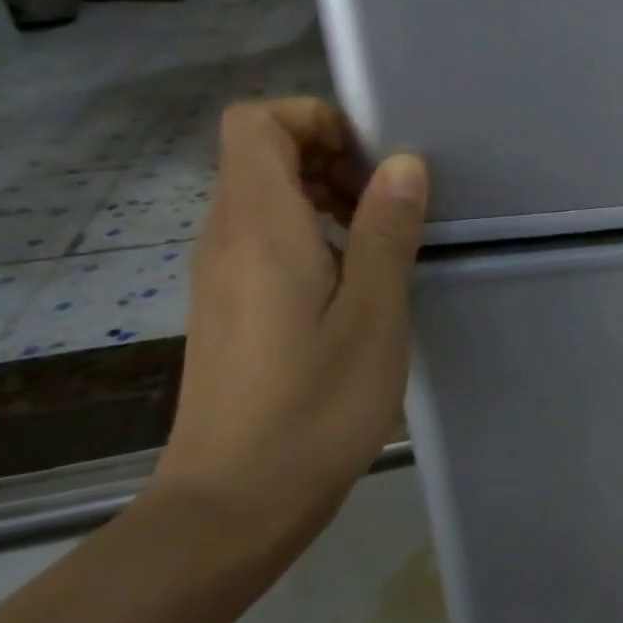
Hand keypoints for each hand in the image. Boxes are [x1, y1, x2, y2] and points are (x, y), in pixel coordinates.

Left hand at [151, 98, 427, 560]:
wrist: (234, 504)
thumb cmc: (315, 405)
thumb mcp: (373, 314)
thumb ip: (387, 230)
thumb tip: (403, 163)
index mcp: (259, 228)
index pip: (256, 122)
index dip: (314, 119)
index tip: (371, 159)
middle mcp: (225, 238)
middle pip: (259, 153)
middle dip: (328, 155)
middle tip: (388, 200)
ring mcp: (219, 274)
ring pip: (262, 196)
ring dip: (322, 195)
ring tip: (380, 239)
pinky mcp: (228, 306)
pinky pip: (263, 238)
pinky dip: (309, 233)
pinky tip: (353, 281)